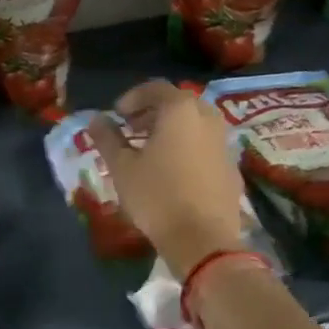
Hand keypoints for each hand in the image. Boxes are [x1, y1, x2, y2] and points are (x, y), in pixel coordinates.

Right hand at [89, 81, 246, 272]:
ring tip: (151, 152)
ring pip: (196, 125)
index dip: (132, 98)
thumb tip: (95, 119)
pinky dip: (188, 148)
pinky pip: (206, 147)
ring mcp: (224, 143)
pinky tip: (174, 172)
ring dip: (172, 131)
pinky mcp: (232, 168)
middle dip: (153, 113)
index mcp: (180, 110)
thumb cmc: (156, 196)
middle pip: (179, 104)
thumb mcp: (122, 167)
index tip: (117, 116)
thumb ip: (107, 139)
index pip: (155, 88)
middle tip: (132, 131)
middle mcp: (208, 118)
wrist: (203, 239)